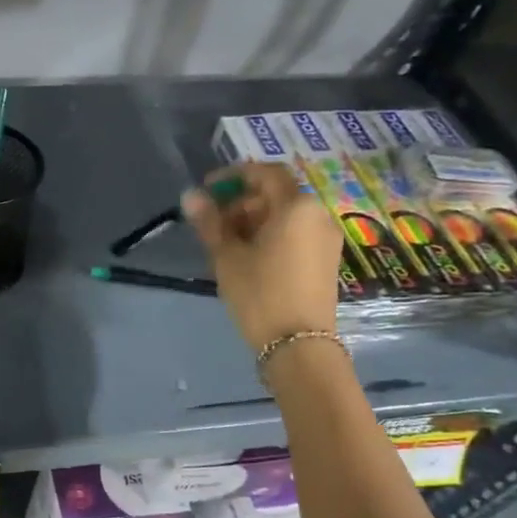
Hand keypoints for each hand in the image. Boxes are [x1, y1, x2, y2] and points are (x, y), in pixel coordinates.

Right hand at [183, 162, 341, 352]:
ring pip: (286, 215)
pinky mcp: (326, 259)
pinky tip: (249, 256)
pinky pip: (296, 232)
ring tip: (226, 243)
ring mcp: (326, 238)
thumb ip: (210, 222)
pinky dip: (271, 233)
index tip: (208, 189)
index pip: (266, 173)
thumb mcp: (227, 256)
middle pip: (277, 194)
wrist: (298, 344)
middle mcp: (318, 214)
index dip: (235, 176)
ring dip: (255, 219)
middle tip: (213, 222)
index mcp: (296, 206)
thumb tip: (190, 195)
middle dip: (243, 201)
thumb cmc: (259, 294)